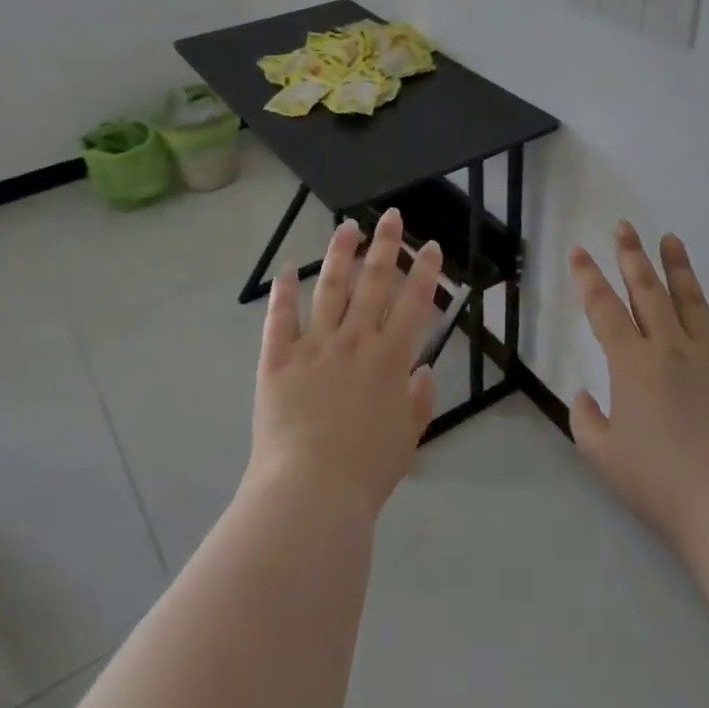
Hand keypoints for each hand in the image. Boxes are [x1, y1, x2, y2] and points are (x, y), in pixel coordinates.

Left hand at [248, 209, 441, 522]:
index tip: (429, 245)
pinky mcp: (278, 359)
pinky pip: (280, 318)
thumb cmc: (367, 470)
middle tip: (390, 216)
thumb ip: (419, 401)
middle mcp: (355, 340)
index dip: (425, 271)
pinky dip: (283, 292)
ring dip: (339, 254)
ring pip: (330, 288)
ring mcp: (314, 345)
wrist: (311, 490)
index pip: (414, 303)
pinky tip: (286, 268)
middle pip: (374, 283)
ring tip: (347, 226)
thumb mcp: (408, 439)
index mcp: (390, 358)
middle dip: (385, 246)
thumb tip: (424, 370)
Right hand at [568, 222, 708, 557]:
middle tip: (625, 226)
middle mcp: (671, 348)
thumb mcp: (603, 457)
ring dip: (679, 267)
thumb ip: (585, 420)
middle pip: (648, 291)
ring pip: (693, 300)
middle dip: (632, 256)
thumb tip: (584, 394)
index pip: (603, 308)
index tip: (579, 250)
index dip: (588, 277)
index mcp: (632, 364)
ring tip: (671, 239)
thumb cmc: (661, 484)